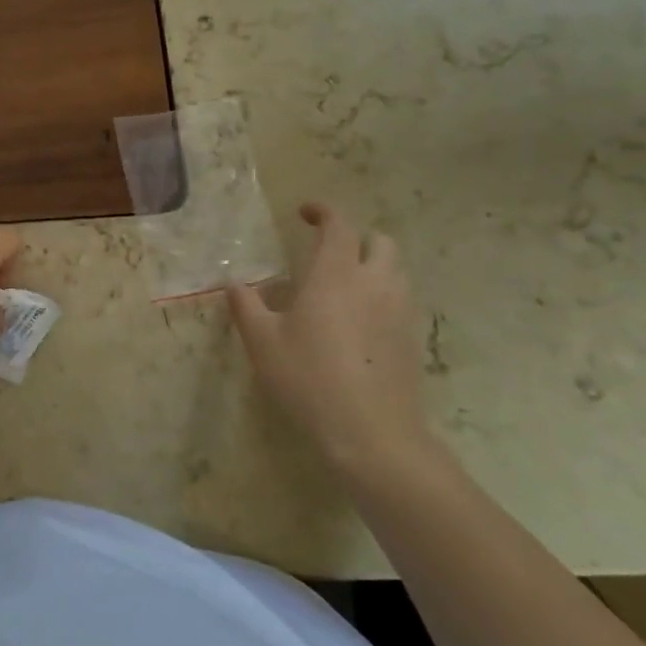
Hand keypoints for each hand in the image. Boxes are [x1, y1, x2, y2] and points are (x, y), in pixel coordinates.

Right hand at [227, 203, 431, 476]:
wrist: (372, 434)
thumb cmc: (309, 378)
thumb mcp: (262, 342)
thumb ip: (246, 305)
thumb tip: (233, 282)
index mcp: (336, 275)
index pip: (339, 226)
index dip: (324, 212)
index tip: (305, 212)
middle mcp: (374, 284)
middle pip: (380, 242)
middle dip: (356, 237)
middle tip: (328, 251)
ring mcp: (399, 312)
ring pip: (395, 271)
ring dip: (372, 265)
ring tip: (343, 284)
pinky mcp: (411, 340)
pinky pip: (401, 301)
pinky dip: (382, 295)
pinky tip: (359, 321)